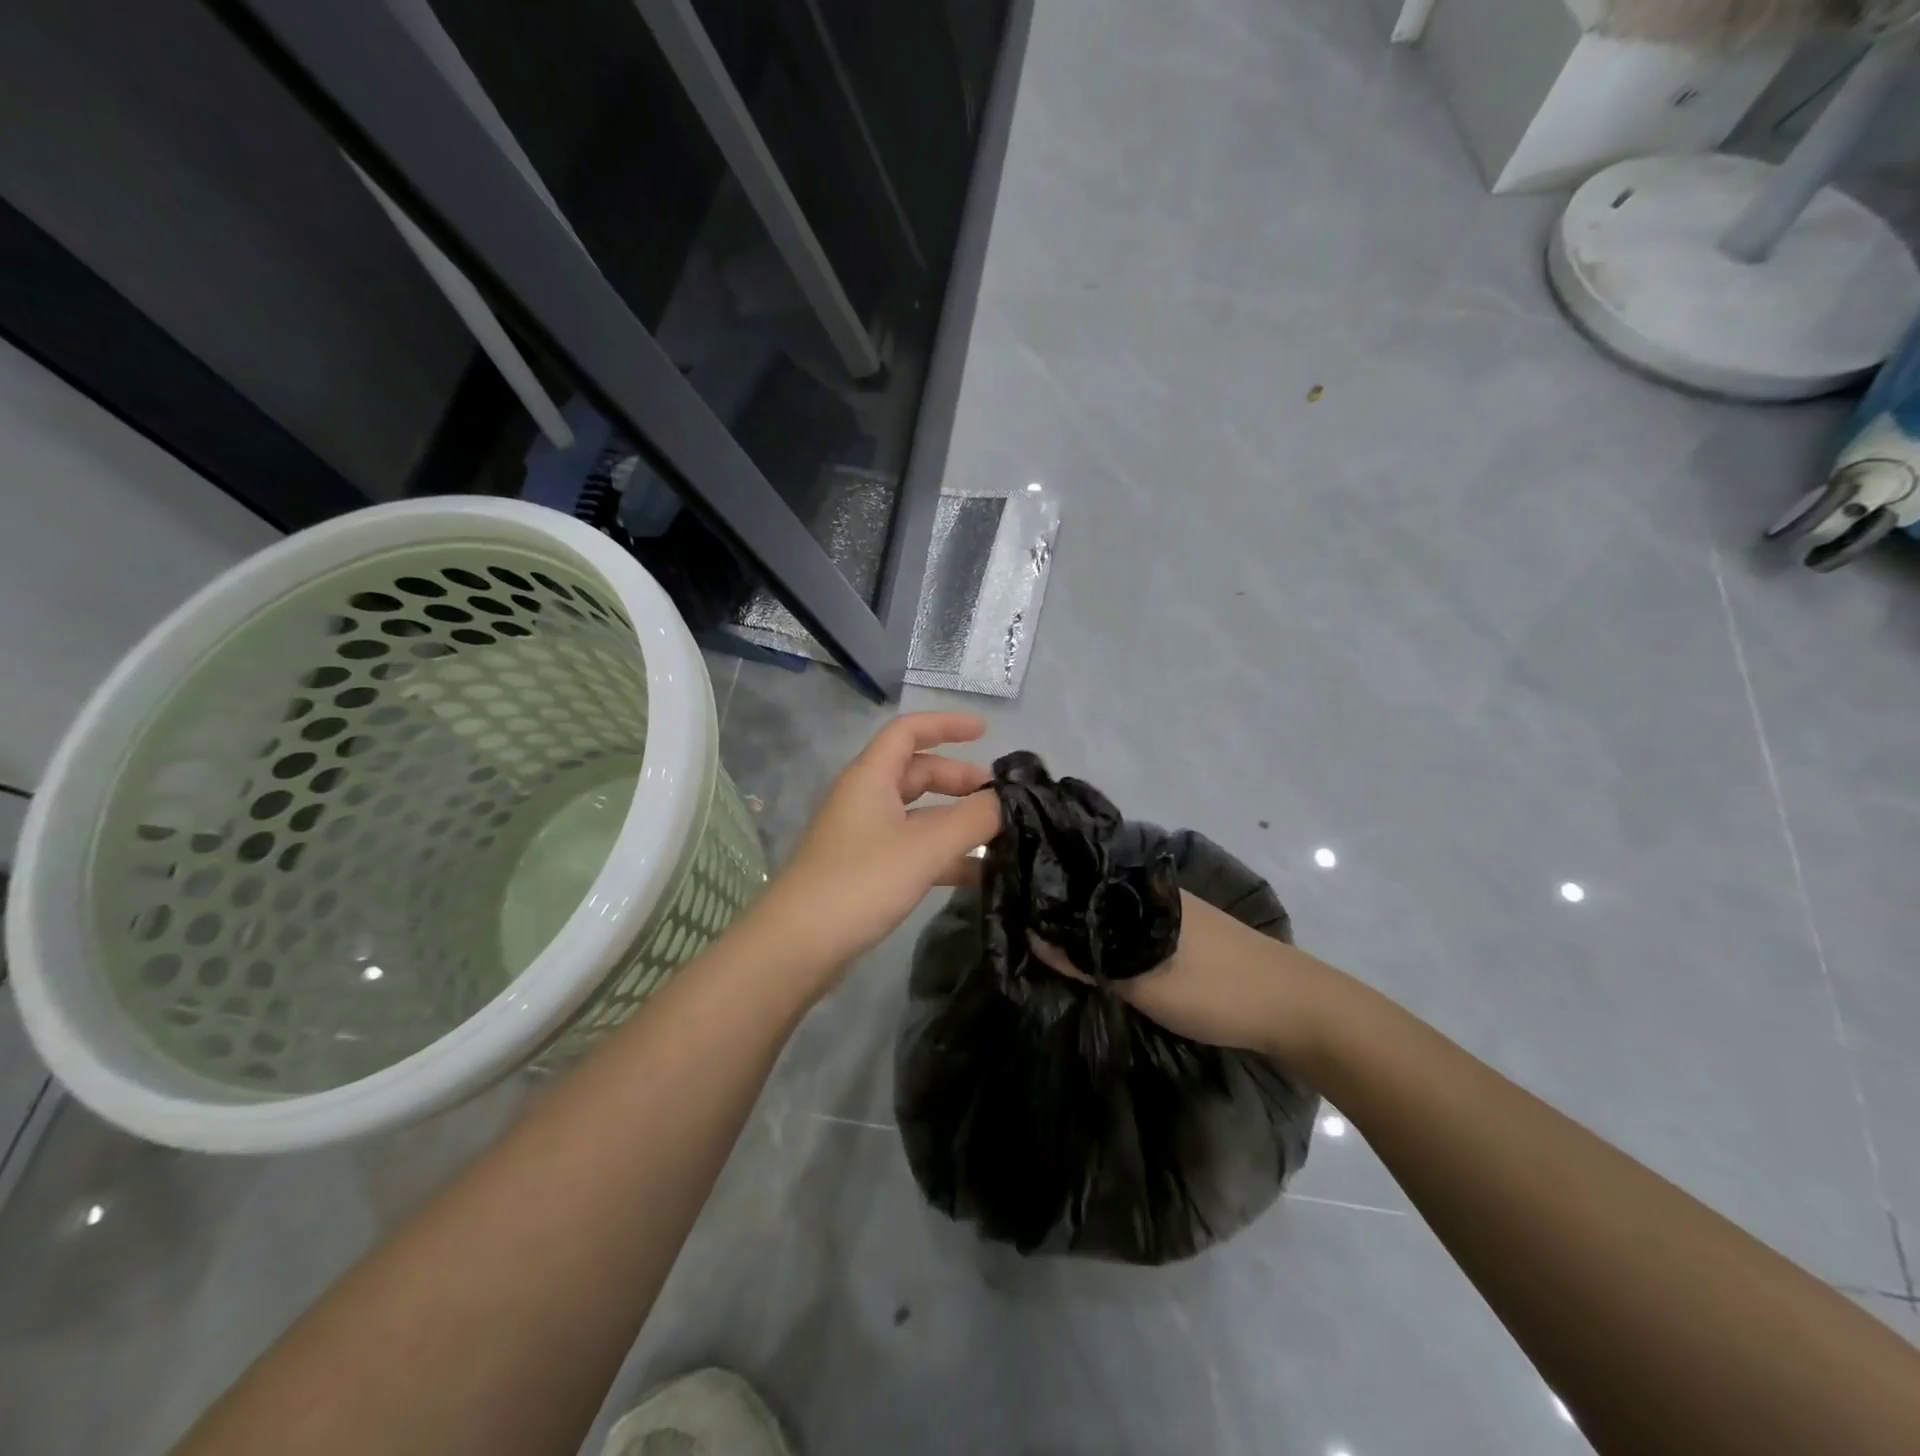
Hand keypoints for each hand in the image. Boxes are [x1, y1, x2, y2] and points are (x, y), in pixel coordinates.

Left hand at [745, 713, 1001, 994]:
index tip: (986, 731)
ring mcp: (863, 837)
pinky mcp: (865, 871)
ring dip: (955, 821)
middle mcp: (865, 799)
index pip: (908, 731)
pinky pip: (912, 849)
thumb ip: (972, 819)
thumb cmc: (861, 882)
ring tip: (999, 837)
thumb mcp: (925, 847)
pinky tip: (976, 875)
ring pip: (917, 815)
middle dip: (958, 779)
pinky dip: (943, 855)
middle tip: (999, 798)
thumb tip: (1006, 800)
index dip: (946, 725)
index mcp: (870, 778)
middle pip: (916, 773)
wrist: (798, 946)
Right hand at [1031, 892, 1327, 1062]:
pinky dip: (1116, 937)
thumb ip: (1089, 960)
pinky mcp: (1188, 930)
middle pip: (1096, 893)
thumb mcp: (1143, 982)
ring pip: (1117, 911)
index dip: (1048, 891)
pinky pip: (1136, 925)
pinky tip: (1104, 955)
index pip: (1079, 876)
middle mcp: (1154, 889)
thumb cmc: (1215, 989)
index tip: (1014, 907)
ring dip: (1092, 927)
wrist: (1296, 1006)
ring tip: (1057, 947)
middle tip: (1030, 934)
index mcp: (1142, 888)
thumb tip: (1033, 936)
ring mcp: (1173, 908)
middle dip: (1066, 911)